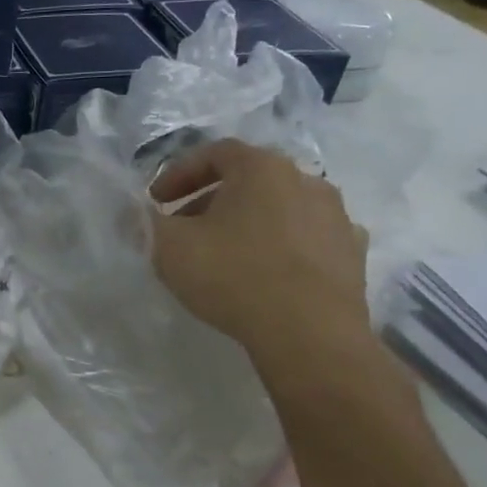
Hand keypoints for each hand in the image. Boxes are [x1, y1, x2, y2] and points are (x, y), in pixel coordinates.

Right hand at [149, 140, 369, 361]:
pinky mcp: (352, 254)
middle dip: (211, 200)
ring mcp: (336, 217)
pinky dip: (282, 246)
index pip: (215, 152)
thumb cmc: (233, 276)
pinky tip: (266, 272)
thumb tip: (134, 213)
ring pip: (280, 208)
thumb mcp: (168, 247)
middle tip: (184, 229)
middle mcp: (306, 180)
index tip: (156, 201)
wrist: (310, 334)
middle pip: (249, 179)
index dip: (179, 173)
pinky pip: (307, 238)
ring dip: (248, 222)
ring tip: (224, 253)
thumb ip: (145, 223)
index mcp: (263, 168)